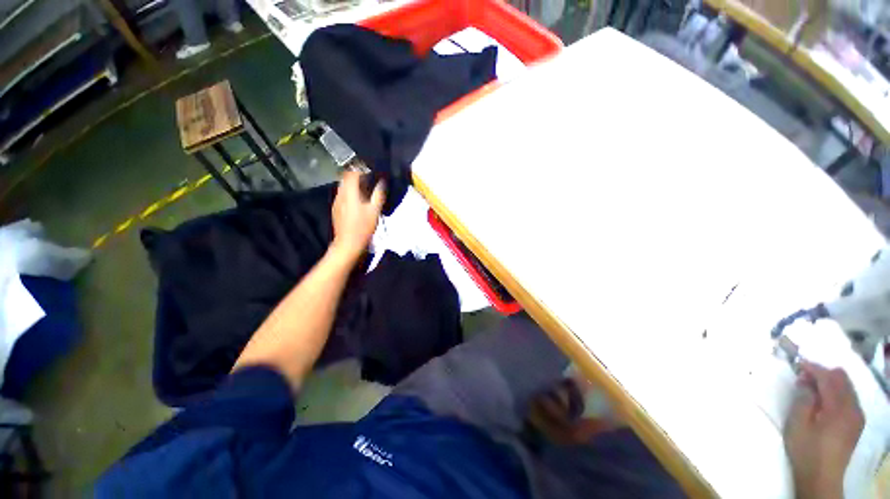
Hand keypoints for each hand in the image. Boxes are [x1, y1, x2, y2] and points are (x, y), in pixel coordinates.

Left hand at [331, 171, 384, 259]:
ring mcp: (336, 202)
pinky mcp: (336, 209)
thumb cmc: (363, 227)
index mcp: (349, 192)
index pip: (352, 173)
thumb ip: (378, 194)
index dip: (360, 168)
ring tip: (365, 189)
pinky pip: (342, 195)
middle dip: (356, 175)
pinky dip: (350, 193)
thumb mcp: (375, 211)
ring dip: (353, 184)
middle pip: (345, 178)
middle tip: (369, 178)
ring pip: (343, 186)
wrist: (348, 243)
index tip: (370, 169)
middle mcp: (340, 194)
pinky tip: (358, 200)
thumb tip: (382, 182)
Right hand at [784, 362, 864, 498]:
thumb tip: (805, 380)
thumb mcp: (798, 423)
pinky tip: (824, 401)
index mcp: (838, 407)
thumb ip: (803, 398)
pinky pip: (849, 397)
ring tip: (811, 388)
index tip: (797, 363)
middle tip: (804, 376)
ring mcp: (857, 416)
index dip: (813, 367)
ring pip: (847, 386)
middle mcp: (853, 407)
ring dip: (830, 382)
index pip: (828, 377)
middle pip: (842, 378)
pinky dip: (836, 392)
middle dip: (823, 373)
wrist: (821, 477)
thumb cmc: (806, 449)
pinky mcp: (856, 422)